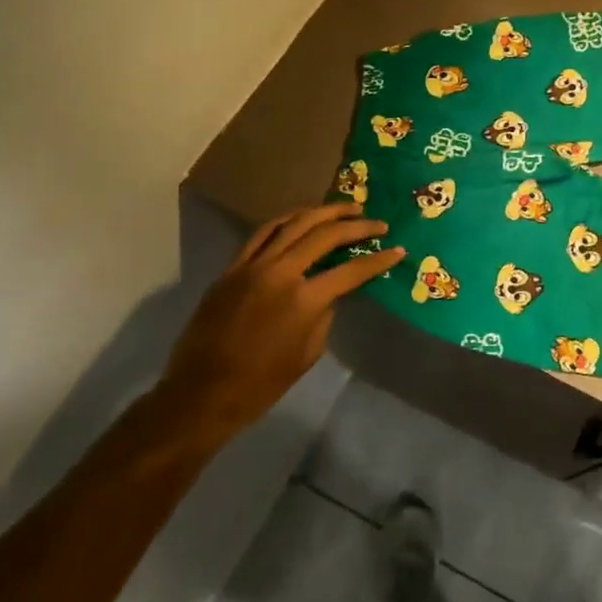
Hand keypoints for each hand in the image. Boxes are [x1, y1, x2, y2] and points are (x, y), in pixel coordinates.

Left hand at [159, 203, 403, 438]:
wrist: (202, 393)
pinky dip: (286, 221)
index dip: (378, 260)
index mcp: (304, 300)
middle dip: (357, 226)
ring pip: (293, 224)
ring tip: (347, 209)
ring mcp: (252, 266)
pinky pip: (262, 234)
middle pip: (325, 235)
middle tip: (378, 224)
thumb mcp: (309, 352)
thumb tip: (332, 290)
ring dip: (324, 212)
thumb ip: (325, 313)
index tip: (398, 250)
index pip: (352, 270)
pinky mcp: (232, 268)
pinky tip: (302, 217)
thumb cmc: (263, 383)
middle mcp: (280, 273)